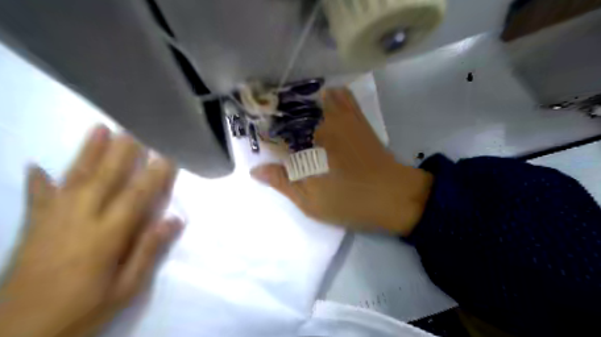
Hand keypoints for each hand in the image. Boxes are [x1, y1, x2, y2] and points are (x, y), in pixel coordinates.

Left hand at [0, 126, 182, 336]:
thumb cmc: (84, 311)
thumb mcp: (126, 288)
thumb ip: (148, 251)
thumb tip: (174, 220)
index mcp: (106, 236)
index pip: (136, 196)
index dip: (154, 174)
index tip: (167, 155)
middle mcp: (78, 220)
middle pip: (104, 179)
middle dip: (122, 152)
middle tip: (135, 130)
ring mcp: (50, 221)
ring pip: (73, 179)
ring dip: (87, 153)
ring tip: (98, 129)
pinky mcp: (31, 229)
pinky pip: (35, 198)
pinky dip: (37, 181)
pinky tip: (35, 166)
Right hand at [252, 89, 431, 236]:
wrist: (394, 196)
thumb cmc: (350, 202)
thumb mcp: (311, 201)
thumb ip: (283, 182)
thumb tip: (255, 169)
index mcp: (307, 145)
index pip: (276, 133)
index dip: (265, 134)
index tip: (260, 138)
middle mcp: (321, 124)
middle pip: (292, 111)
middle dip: (279, 116)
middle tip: (275, 129)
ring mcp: (342, 117)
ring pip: (314, 98)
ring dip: (300, 105)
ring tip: (295, 118)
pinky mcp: (357, 119)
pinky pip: (341, 96)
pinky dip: (328, 96)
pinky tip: (322, 106)